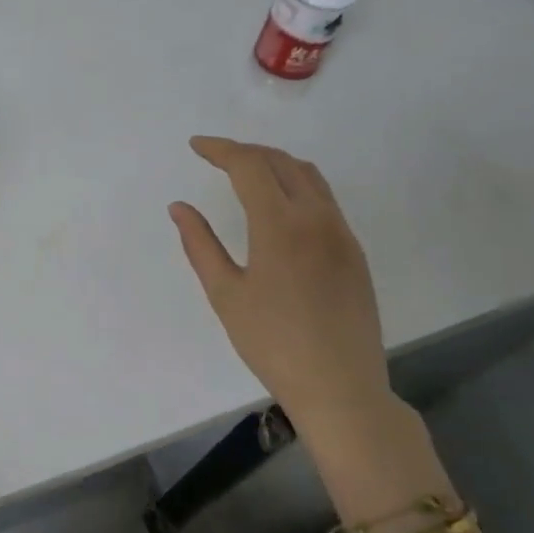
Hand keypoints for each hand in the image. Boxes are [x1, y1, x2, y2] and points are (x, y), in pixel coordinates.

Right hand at [170, 136, 392, 425]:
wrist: (340, 386)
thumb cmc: (272, 343)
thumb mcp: (225, 294)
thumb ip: (200, 244)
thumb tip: (179, 207)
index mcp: (281, 225)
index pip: (250, 166)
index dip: (220, 149)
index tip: (196, 146)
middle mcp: (317, 218)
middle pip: (281, 162)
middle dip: (246, 151)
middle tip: (215, 156)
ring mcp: (341, 233)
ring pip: (309, 176)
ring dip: (275, 163)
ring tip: (246, 171)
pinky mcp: (354, 251)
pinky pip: (325, 199)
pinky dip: (297, 185)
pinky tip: (279, 205)